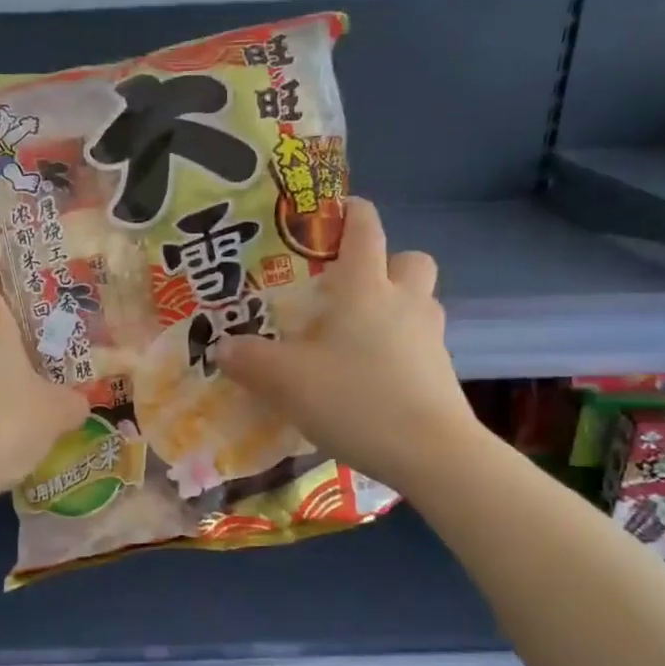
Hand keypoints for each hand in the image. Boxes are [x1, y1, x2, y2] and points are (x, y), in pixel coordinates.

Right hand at [215, 197, 472, 487]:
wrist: (430, 454)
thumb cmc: (355, 398)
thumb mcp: (286, 381)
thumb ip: (249, 360)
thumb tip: (222, 347)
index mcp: (366, 288)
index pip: (365, 229)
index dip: (350, 211)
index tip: (331, 211)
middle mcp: (405, 302)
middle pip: (409, 260)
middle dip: (385, 263)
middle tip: (348, 290)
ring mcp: (430, 337)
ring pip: (418, 303)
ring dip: (394, 307)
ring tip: (355, 337)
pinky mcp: (442, 372)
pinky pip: (419, 343)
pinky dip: (399, 349)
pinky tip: (370, 378)